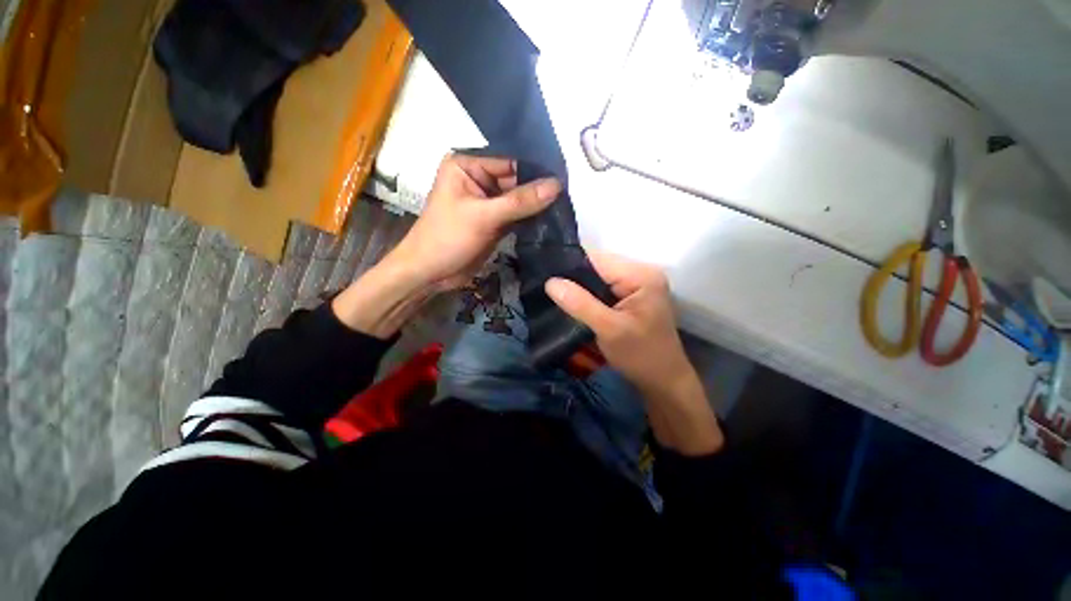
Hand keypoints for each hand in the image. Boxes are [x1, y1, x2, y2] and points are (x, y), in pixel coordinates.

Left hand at [386, 153, 560, 290]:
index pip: (509, 160)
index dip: (536, 169)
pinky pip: (517, 215)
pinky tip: (553, 218)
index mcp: (467, 165)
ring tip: (566, 205)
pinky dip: (531, 218)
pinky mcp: (495, 221)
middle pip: (516, 180)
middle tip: (570, 193)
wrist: (431, 273)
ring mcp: (488, 202)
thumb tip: (557, 185)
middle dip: (540, 188)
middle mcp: (478, 179)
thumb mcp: (484, 216)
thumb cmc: (448, 238)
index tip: (565, 175)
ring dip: (538, 205)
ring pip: (519, 199)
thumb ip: (521, 201)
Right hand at [545, 252, 723, 455]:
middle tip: (549, 291)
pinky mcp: (631, 298)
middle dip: (574, 279)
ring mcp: (637, 285)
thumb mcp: (609, 329)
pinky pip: (603, 290)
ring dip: (580, 289)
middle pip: (597, 267)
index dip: (571, 267)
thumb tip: (550, 282)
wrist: (664, 383)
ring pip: (598, 279)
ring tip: (557, 297)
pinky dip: (588, 297)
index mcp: (641, 275)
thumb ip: (580, 304)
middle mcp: (641, 274)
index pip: (598, 260)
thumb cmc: (641, 356)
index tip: (546, 278)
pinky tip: (574, 305)